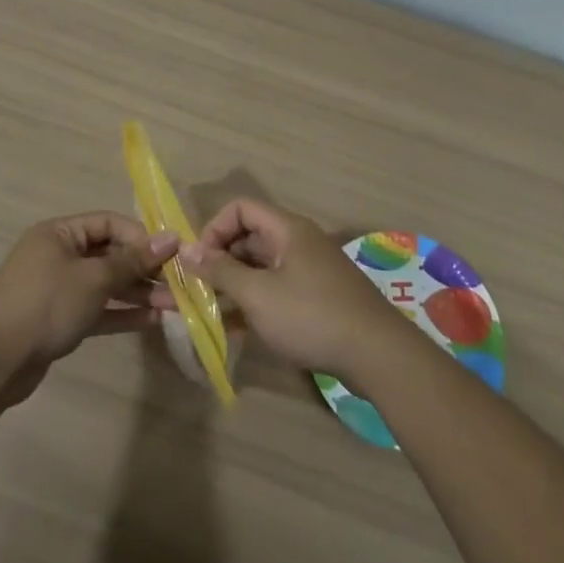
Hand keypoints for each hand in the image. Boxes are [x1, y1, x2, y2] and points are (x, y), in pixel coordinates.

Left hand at [0, 212, 177, 400]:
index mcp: (59, 233)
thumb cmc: (46, 304)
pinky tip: (152, 320)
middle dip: (144, 268)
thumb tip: (170, 238)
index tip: (172, 253)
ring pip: (105, 284)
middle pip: (109, 254)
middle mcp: (57, 255)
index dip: (141, 236)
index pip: (108, 223)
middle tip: (179, 282)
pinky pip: (97, 309)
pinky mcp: (59, 319)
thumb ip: (133, 260)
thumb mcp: (94, 278)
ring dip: (138, 293)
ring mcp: (57, 289)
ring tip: (175, 305)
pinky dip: (121, 312)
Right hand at [168, 200, 402, 382]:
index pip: (241, 208)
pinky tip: (236, 329)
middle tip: (197, 290)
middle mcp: (299, 242)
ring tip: (209, 312)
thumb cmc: (312, 316)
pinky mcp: (318, 297)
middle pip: (250, 237)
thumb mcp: (258, 295)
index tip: (199, 262)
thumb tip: (185, 249)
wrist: (377, 354)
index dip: (214, 229)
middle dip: (220, 260)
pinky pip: (277, 288)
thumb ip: (220, 271)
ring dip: (235, 285)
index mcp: (287, 230)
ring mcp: (310, 270)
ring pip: (262, 267)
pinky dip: (255, 301)